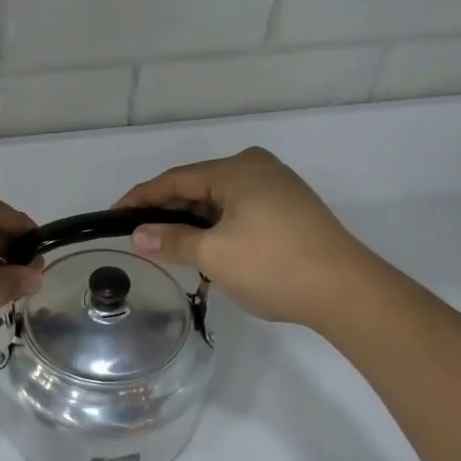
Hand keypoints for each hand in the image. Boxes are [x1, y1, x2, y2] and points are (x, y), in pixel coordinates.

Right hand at [116, 148, 370, 326]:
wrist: (345, 291)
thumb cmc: (273, 266)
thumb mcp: (215, 255)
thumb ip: (173, 242)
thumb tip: (139, 235)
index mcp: (238, 170)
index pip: (175, 179)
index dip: (141, 198)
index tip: (114, 216)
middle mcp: (258, 169)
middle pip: (198, 186)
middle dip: (167, 212)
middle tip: (139, 237)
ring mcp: (278, 188)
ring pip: (219, 202)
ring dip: (193, 223)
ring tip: (168, 247)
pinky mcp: (291, 210)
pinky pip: (240, 212)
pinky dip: (217, 228)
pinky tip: (207, 249)